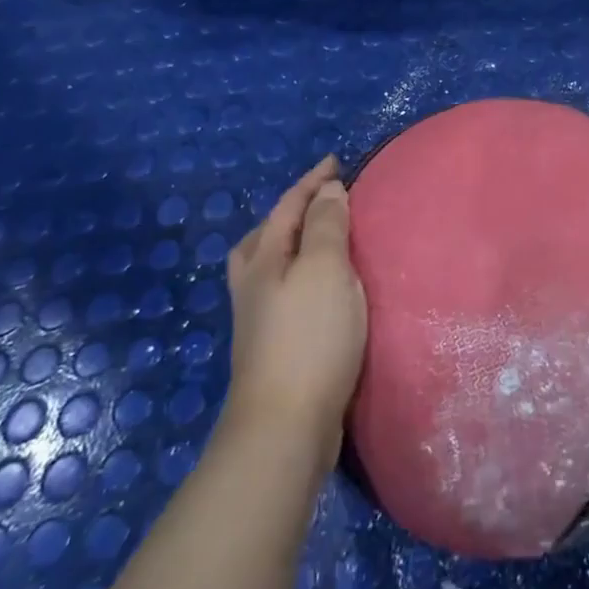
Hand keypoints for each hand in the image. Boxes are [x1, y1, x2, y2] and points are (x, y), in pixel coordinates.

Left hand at [225, 156, 365, 467]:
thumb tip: (327, 189)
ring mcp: (258, 319)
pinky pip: (286, 291)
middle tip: (322, 199)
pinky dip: (302, 275)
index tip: (336, 162)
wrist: (284, 426)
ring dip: (294, 244)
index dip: (312, 181)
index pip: (288, 206)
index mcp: (263, 259)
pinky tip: (322, 291)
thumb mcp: (325, 268)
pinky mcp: (273, 347)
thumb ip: (327, 226)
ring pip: (272, 265)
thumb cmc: (309, 336)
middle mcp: (253, 284)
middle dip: (292, 211)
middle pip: (267, 234)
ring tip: (321, 240)